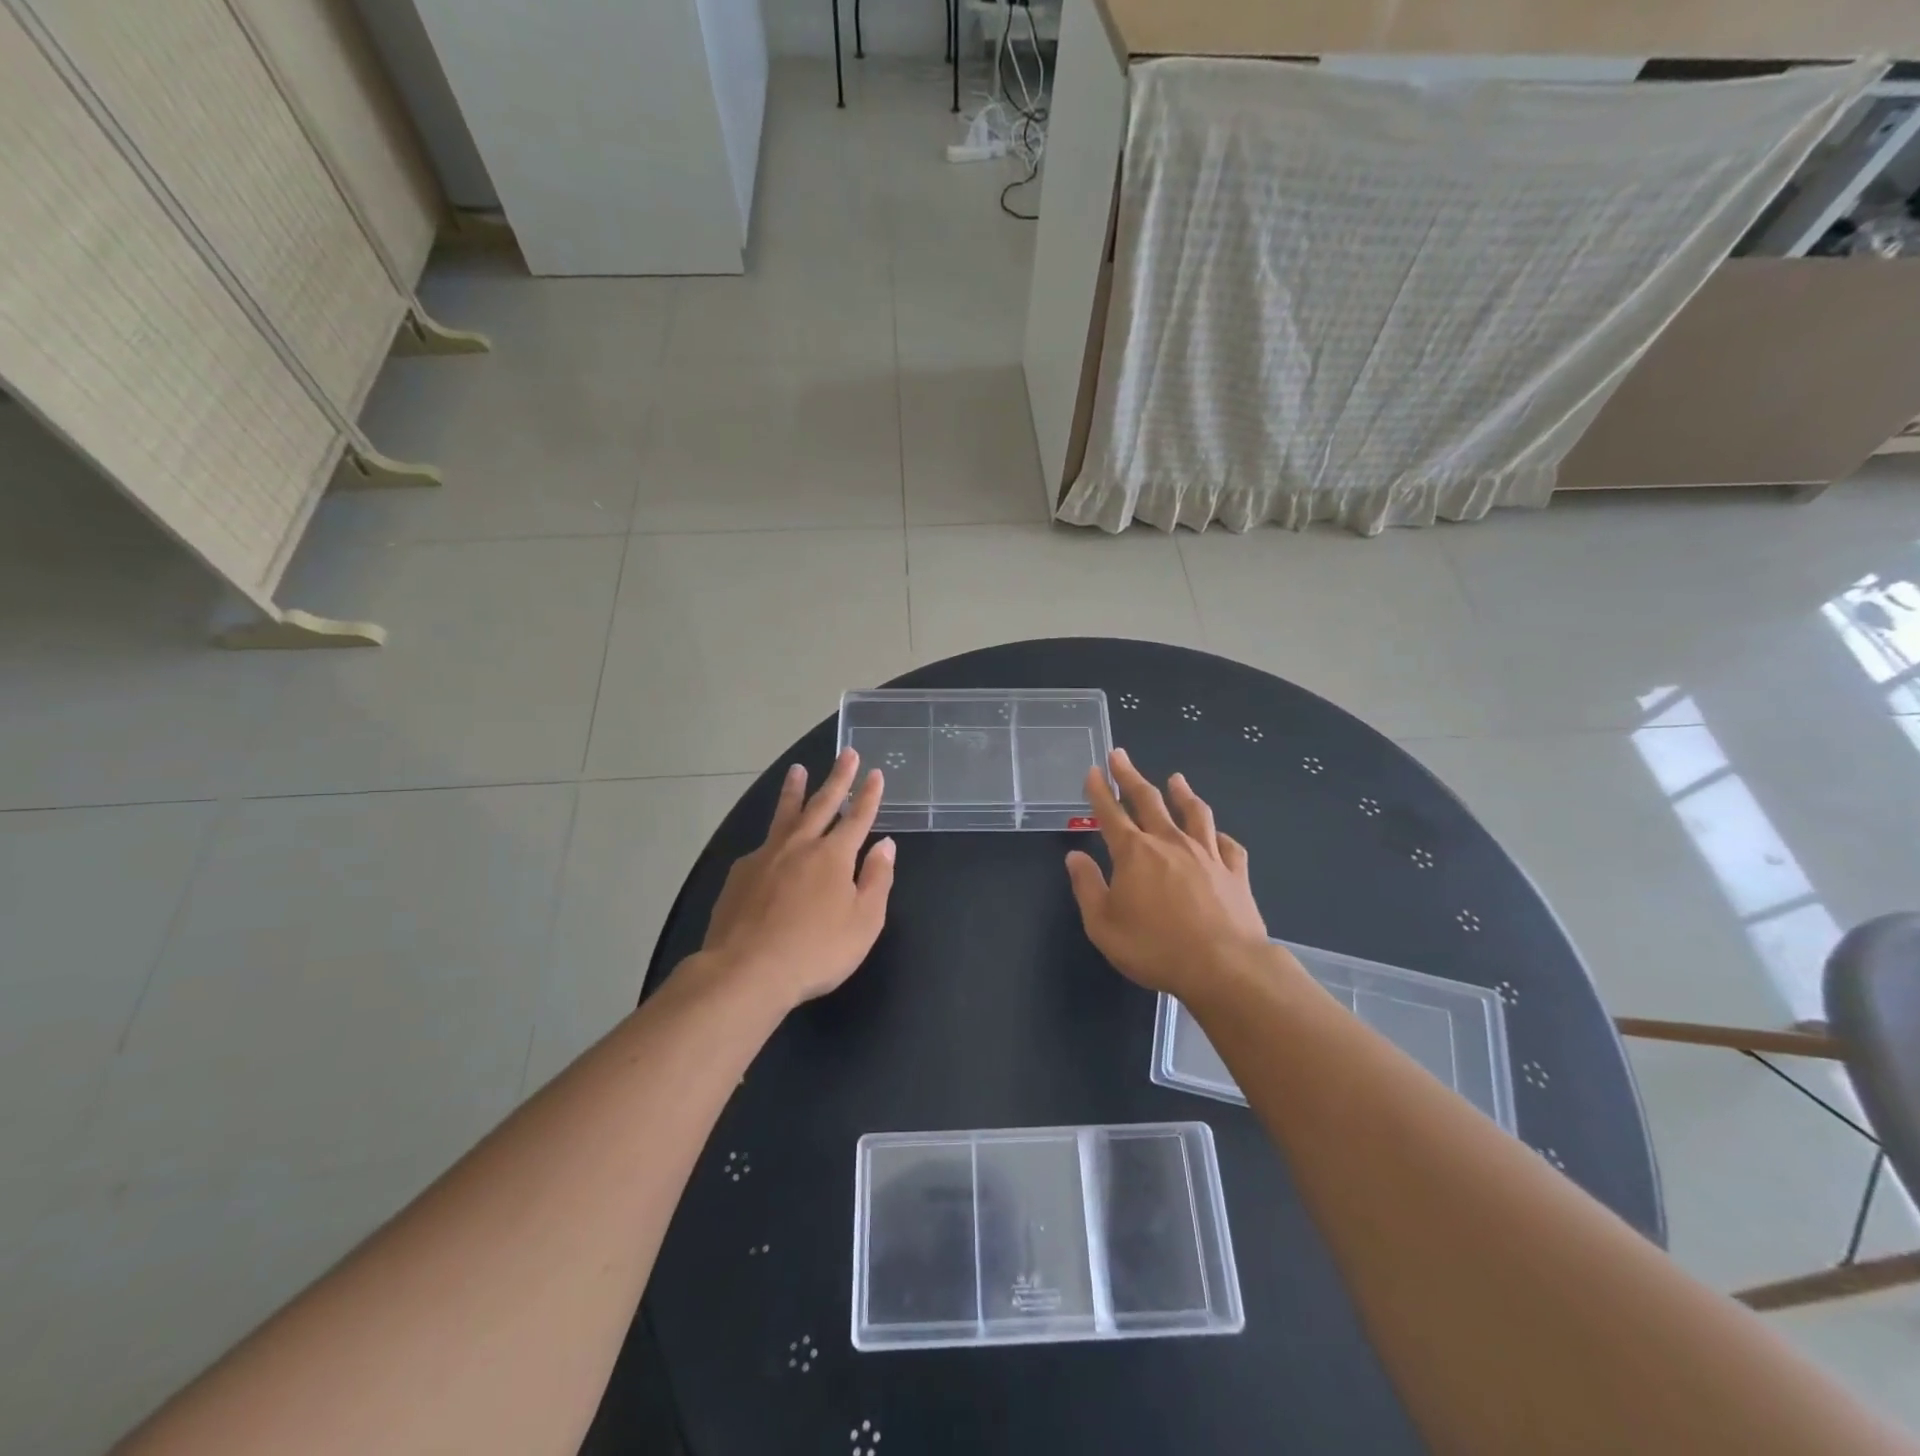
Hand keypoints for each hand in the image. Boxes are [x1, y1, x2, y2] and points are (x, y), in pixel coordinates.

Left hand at [702, 748, 895, 1009]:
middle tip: (846, 753)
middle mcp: (800, 846)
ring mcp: (766, 856)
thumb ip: (877, 880)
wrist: (746, 970)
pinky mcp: (740, 874)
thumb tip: (885, 845)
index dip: (869, 796)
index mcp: (834, 856)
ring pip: (785, 815)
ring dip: (795, 790)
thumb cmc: (816, 950)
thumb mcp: (863, 921)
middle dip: (838, 778)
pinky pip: (763, 845)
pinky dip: (773, 836)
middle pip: (822, 804)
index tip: (875, 773)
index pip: (858, 817)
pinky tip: (771, 844)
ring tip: (797, 770)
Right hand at [1064, 749, 1267, 999]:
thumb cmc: (1154, 947)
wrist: (1224, 966)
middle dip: (1130, 776)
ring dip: (1181, 793)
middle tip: (1121, 756)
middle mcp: (1169, 842)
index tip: (1093, 771)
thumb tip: (1075, 857)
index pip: (1110, 813)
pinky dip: (1218, 834)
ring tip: (1176, 778)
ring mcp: (1206, 854)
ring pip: (1193, 812)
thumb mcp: (1103, 925)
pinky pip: (1227, 844)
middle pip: (1148, 800)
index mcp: (1134, 853)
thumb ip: (1087, 887)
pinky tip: (1216, 833)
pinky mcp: (1234, 871)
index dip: (1099, 791)